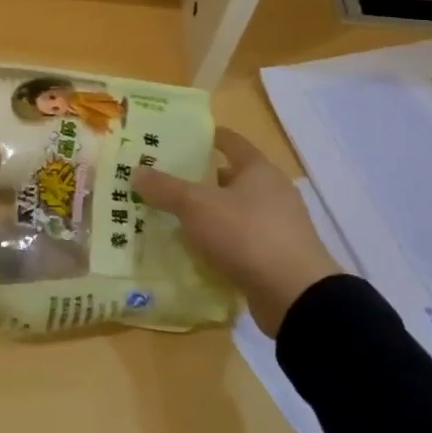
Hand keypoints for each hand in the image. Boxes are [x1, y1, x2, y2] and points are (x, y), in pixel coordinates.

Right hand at [134, 127, 340, 336]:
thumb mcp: (197, 206)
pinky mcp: (275, 258)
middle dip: (199, 180)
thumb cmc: (246, 234)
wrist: (295, 295)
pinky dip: (218, 243)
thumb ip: (166, 188)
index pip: (230, 142)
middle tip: (163, 183)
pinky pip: (239, 243)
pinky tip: (193, 251)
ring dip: (207, 215)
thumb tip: (137, 172)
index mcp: (259, 170)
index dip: (206, 137)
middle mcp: (272, 193)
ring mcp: (277, 227)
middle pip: (230, 178)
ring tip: (172, 218)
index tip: (177, 139)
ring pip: (233, 213)